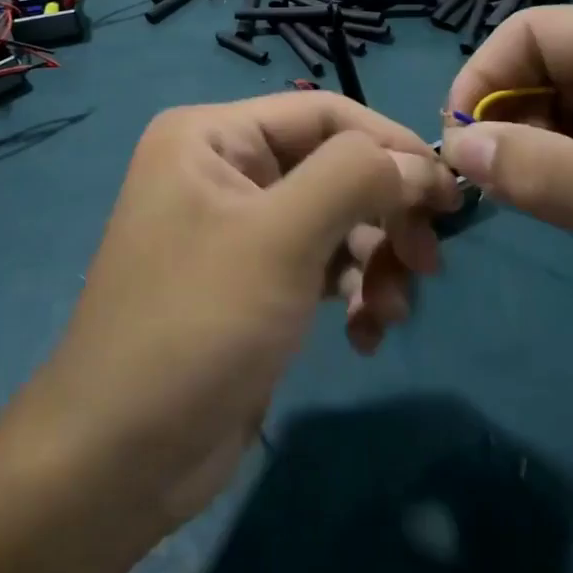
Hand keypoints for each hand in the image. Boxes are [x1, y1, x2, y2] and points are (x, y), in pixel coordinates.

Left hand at [15, 94, 460, 524]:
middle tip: (427, 263)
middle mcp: (223, 170)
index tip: (449, 192)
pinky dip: (350, 293)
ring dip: (373, 263)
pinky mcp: (252, 282)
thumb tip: (417, 162)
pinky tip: (363, 337)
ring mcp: (237, 228)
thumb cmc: (197, 324)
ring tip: (388, 313)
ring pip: (334, 220)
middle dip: (384, 214)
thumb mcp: (281, 238)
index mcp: (212, 136)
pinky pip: (319, 265)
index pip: (324, 114)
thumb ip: (355, 178)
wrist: (122, 458)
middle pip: (333, 168)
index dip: (391, 144)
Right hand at [441, 6, 572, 367]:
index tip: (459, 146)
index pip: (535, 32)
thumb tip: (454, 143)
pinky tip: (569, 204)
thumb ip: (544, 175)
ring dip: (535, 146)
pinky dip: (565, 163)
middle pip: (546, 64)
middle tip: (493, 187)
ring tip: (533, 201)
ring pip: (563, 100)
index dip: (483, 79)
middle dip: (508, 119)